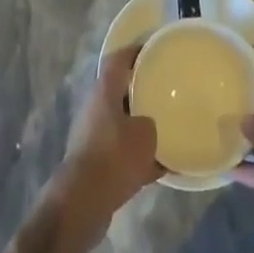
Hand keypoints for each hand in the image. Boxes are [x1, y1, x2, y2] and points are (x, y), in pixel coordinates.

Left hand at [53, 47, 159, 227]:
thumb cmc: (115, 155)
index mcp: (105, 91)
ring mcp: (94, 136)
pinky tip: (166, 166)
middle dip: (143, 90)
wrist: (84, 201)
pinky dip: (142, 157)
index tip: (156, 50)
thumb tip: (151, 125)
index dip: (137, 51)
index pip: (119, 59)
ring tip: (169, 128)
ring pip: (123, 122)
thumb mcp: (145, 134)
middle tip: (168, 90)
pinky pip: (124, 152)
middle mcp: (96, 108)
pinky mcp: (97, 163)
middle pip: (121, 90)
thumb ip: (152, 122)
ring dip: (142, 125)